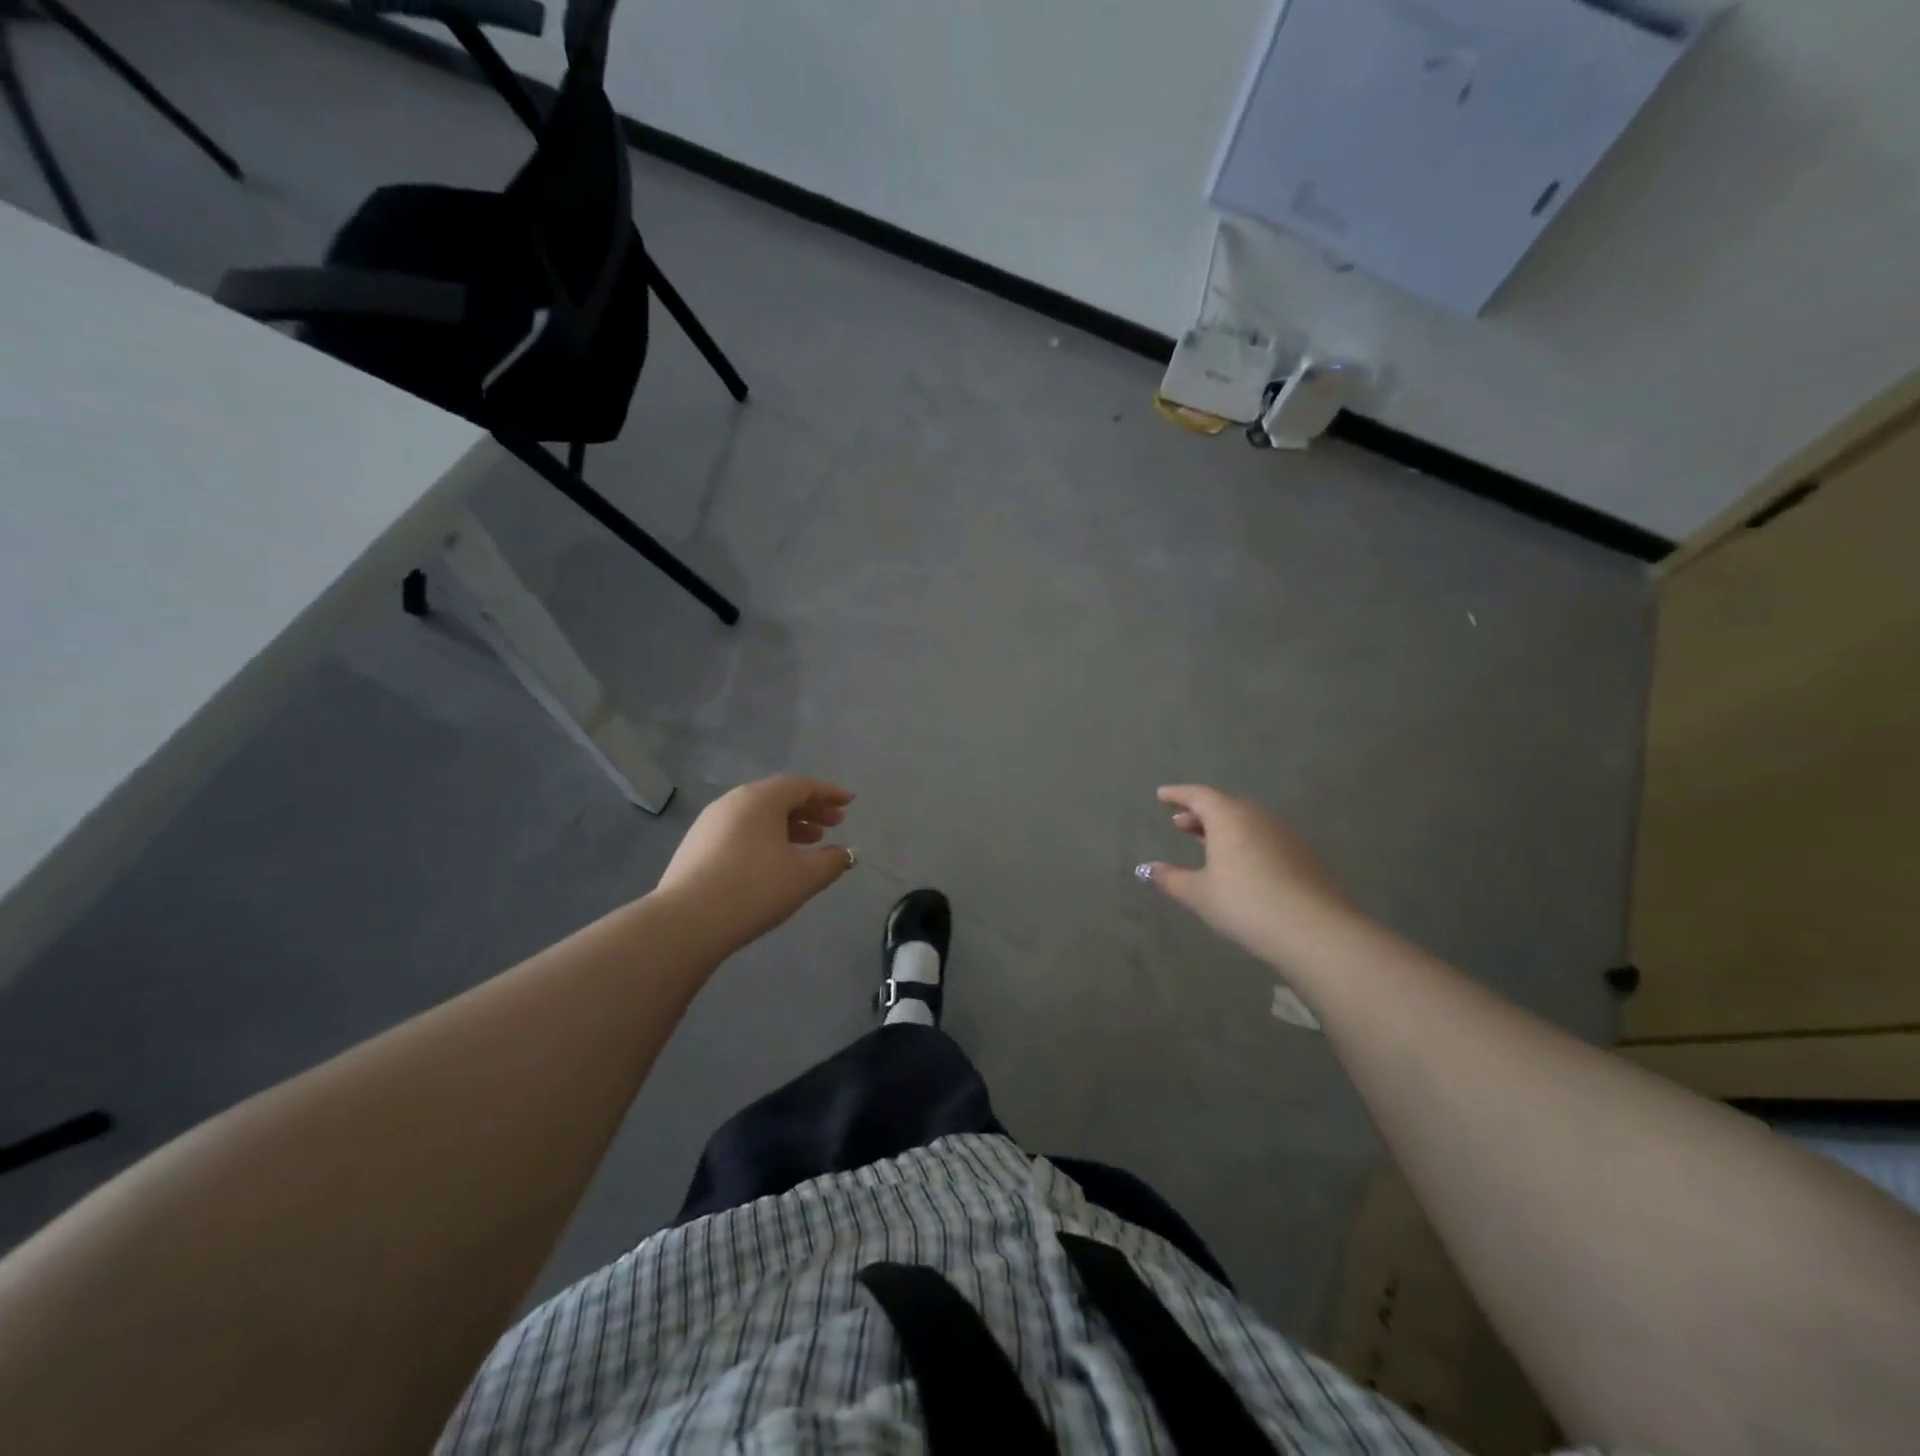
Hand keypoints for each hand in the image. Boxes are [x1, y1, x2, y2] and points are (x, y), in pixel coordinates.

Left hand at [655, 775, 856, 956]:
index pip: (802, 785)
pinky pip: (741, 830)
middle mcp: (733, 801)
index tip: (850, 802)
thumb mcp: (805, 876)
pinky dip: (765, 836)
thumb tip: (845, 854)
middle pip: (779, 796)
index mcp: (761, 798)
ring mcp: (710, 822)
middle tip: (835, 823)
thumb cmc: (754, 889)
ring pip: (758, 814)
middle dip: (810, 808)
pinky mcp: (696, 845)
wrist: (686, 922)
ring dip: (788, 824)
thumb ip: (832, 861)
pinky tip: (774, 860)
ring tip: (810, 843)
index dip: (829, 793)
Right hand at [1138, 784, 1354, 969]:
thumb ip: (1171, 878)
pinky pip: (1264, 837)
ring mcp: (1284, 834)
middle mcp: (1257, 816)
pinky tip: (1239, 864)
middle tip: (1179, 823)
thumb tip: (1147, 869)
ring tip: (1205, 843)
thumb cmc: (1245, 904)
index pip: (1198, 795)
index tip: (1162, 795)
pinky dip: (1244, 841)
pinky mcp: (1303, 854)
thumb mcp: (1200, 893)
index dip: (1178, 794)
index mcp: (1228, 817)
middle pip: (1224, 805)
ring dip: (1223, 828)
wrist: (1315, 930)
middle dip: (1200, 812)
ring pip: (1246, 821)